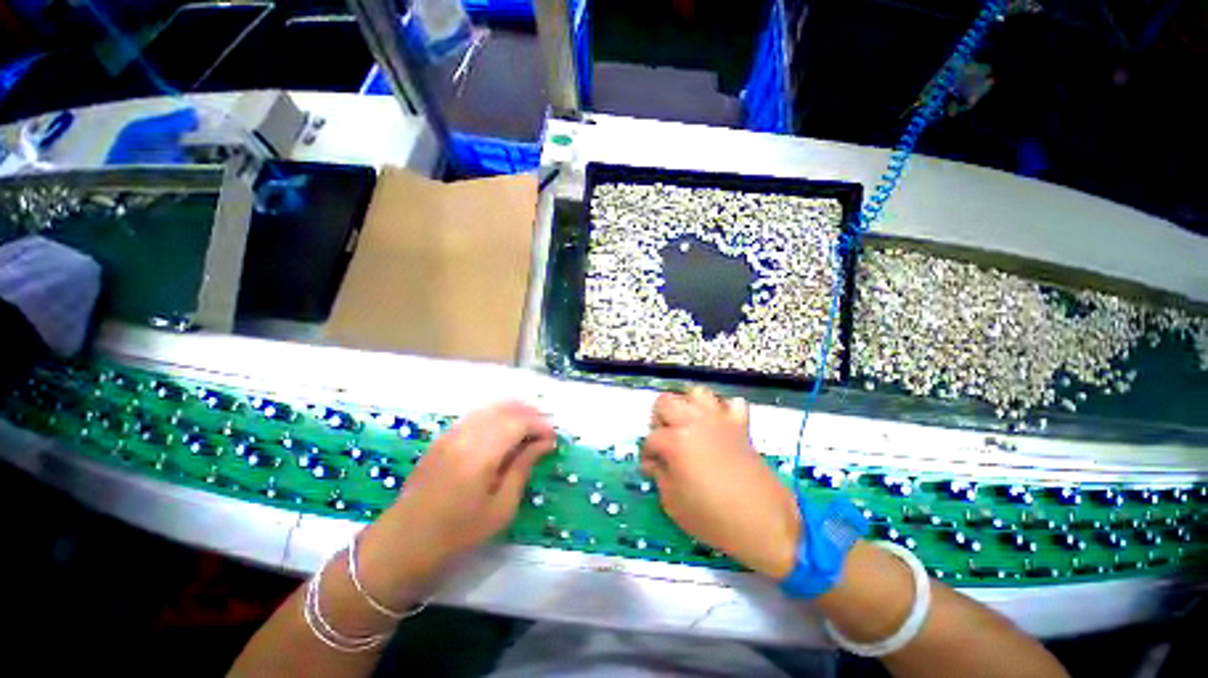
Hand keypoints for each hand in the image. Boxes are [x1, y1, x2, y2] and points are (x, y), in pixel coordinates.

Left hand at [356, 402, 556, 607]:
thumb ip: (523, 468)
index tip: (554, 438)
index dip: (540, 425)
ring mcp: (450, 433)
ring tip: (530, 426)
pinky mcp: (443, 437)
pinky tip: (505, 430)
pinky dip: (497, 415)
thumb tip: (545, 443)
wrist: (402, 545)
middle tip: (545, 430)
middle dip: (530, 414)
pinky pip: (476, 415)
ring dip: (514, 411)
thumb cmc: (457, 535)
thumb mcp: (500, 509)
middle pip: (506, 409)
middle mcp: (465, 435)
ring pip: (490, 408)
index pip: (518, 423)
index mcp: (480, 454)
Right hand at [642, 387, 799, 578]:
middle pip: (665, 402)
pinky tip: (720, 427)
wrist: (764, 523)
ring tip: (689, 427)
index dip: (647, 454)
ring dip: (688, 407)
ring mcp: (719, 420)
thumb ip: (660, 475)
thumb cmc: (713, 518)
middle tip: (665, 441)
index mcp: (675, 440)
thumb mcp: (672, 503)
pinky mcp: (741, 425)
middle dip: (659, 419)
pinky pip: (732, 404)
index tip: (651, 468)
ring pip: (697, 393)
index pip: (650, 438)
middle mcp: (694, 421)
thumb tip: (658, 462)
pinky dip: (724, 411)